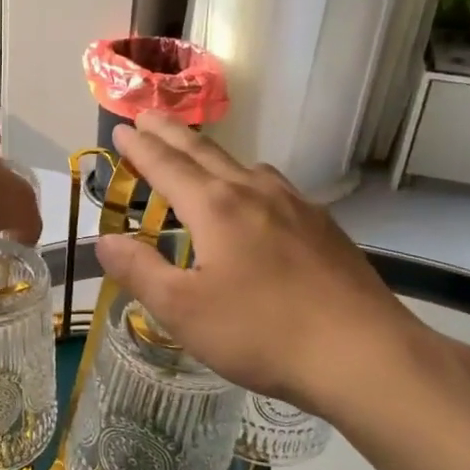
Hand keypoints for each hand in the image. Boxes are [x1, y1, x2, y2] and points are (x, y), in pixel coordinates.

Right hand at [95, 113, 439, 427]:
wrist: (364, 354)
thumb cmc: (262, 332)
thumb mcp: (183, 310)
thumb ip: (140, 270)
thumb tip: (105, 240)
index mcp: (215, 208)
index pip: (166, 165)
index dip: (140, 147)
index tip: (121, 127)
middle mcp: (254, 193)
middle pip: (204, 152)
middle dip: (171, 133)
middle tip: (149, 114)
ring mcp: (296, 206)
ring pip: (244, 166)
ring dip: (212, 154)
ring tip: (197, 156)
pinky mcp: (323, 227)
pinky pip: (274, 186)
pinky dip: (248, 178)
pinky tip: (257, 200)